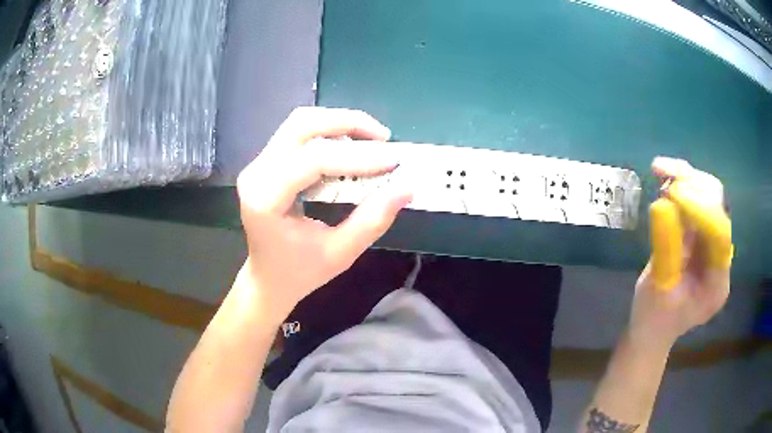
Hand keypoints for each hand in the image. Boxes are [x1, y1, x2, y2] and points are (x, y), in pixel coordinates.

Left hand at [235, 107, 412, 321]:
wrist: (267, 279)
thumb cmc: (299, 273)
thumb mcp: (340, 254)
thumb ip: (372, 220)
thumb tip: (406, 189)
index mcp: (265, 199)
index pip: (312, 160)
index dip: (356, 156)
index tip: (393, 160)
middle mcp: (256, 173)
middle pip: (302, 125)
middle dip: (347, 123)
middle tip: (384, 137)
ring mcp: (258, 164)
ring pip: (300, 122)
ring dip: (339, 122)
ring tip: (372, 139)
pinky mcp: (266, 162)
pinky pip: (298, 133)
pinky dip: (329, 132)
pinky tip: (351, 145)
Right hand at [629, 157, 731, 347]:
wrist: (650, 332)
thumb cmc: (652, 321)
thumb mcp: (657, 292)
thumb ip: (666, 251)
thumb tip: (665, 206)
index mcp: (717, 283)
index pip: (720, 236)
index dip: (701, 210)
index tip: (674, 193)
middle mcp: (720, 260)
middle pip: (718, 210)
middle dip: (696, 188)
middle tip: (667, 175)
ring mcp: (711, 248)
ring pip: (709, 200)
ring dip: (687, 181)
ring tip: (661, 169)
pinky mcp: (700, 239)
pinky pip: (695, 205)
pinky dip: (681, 188)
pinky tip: (665, 177)